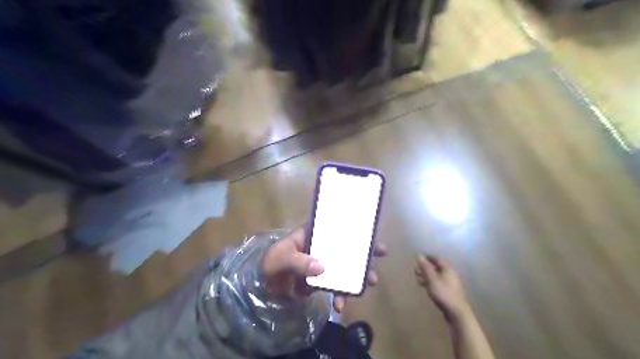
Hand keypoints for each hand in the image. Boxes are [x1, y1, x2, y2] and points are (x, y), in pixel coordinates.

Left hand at [262, 227, 386, 313]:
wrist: (262, 286)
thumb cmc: (270, 263)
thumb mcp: (280, 257)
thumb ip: (298, 262)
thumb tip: (321, 267)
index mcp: (312, 234)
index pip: (334, 226)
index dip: (353, 226)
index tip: (370, 230)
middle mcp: (321, 246)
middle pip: (346, 245)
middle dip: (363, 249)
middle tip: (380, 253)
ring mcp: (322, 263)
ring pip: (344, 266)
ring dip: (358, 274)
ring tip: (370, 282)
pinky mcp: (321, 280)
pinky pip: (335, 285)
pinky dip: (340, 295)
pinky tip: (340, 306)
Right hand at [416, 254, 468, 320]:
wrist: (456, 312)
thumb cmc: (443, 292)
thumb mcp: (432, 278)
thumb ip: (425, 267)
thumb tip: (419, 255)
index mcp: (447, 269)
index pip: (436, 259)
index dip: (427, 258)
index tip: (418, 259)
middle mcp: (450, 274)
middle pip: (436, 267)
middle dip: (425, 268)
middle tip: (416, 271)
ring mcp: (450, 283)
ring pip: (436, 276)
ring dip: (427, 276)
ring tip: (418, 279)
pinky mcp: (448, 291)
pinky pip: (438, 283)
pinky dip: (430, 283)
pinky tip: (425, 287)